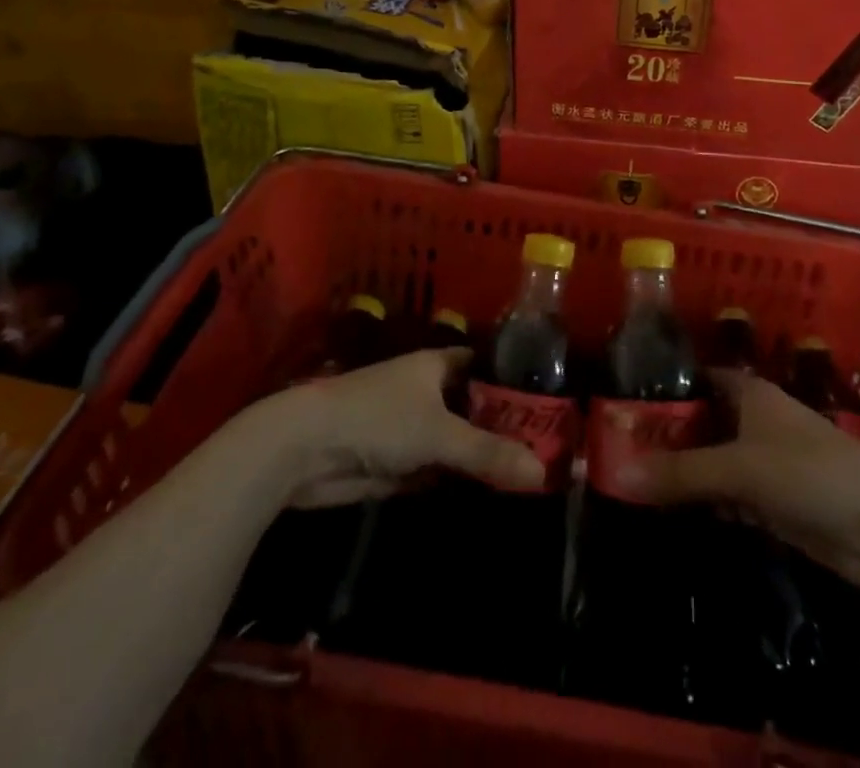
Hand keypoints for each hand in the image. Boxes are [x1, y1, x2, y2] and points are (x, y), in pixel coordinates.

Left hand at [258, 348, 543, 507]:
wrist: (307, 450)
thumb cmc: (377, 418)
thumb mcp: (438, 433)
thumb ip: (488, 452)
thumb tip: (543, 472)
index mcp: (439, 365)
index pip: (487, 365)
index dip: (515, 380)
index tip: (552, 401)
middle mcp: (429, 391)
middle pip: (476, 407)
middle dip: (506, 427)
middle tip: (552, 448)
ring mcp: (414, 428)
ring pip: (460, 441)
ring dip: (485, 457)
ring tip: (534, 474)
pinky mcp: (400, 464)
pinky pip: (441, 470)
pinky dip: (461, 480)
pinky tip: (495, 494)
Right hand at [615, 369, 859, 589]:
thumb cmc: (811, 475)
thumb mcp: (740, 469)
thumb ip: (681, 472)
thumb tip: (617, 471)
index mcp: (750, 393)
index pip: (697, 378)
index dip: (664, 386)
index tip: (623, 402)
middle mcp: (754, 420)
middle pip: (701, 421)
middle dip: (665, 434)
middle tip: (614, 447)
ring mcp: (765, 461)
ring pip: (712, 459)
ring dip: (681, 470)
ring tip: (630, 476)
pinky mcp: (774, 500)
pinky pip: (726, 493)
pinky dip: (703, 499)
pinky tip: (670, 508)